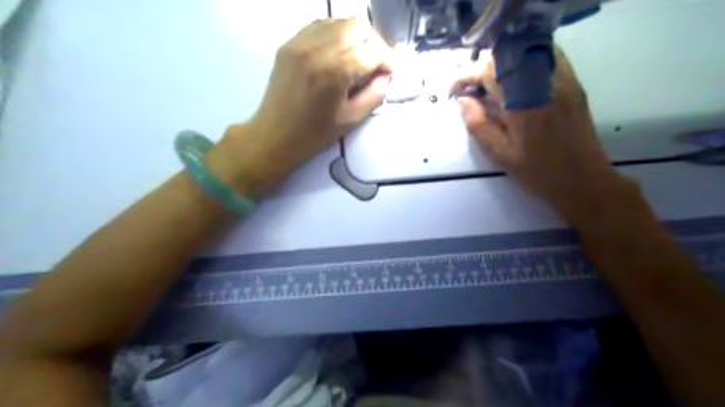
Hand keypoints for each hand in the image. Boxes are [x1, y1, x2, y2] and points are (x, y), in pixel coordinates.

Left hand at [213, 18, 393, 198]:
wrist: (275, 135)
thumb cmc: (315, 134)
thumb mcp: (352, 119)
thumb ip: (375, 94)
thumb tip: (384, 76)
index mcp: (336, 71)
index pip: (373, 50)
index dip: (387, 60)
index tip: (389, 71)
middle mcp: (318, 48)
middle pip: (358, 25)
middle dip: (373, 42)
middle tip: (375, 63)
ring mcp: (301, 42)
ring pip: (339, 21)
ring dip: (355, 36)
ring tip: (357, 58)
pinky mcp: (289, 43)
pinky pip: (319, 26)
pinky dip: (335, 35)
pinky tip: (337, 54)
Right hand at [452, 49, 635, 222]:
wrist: (583, 179)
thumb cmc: (538, 172)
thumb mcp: (500, 154)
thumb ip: (479, 124)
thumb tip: (463, 99)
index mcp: (522, 105)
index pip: (488, 72)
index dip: (466, 75)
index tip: (454, 89)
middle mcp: (543, 84)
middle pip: (507, 55)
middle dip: (481, 66)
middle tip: (469, 86)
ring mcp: (561, 79)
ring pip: (526, 50)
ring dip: (502, 62)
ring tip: (489, 81)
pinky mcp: (572, 81)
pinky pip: (545, 55)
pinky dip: (524, 59)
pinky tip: (514, 77)